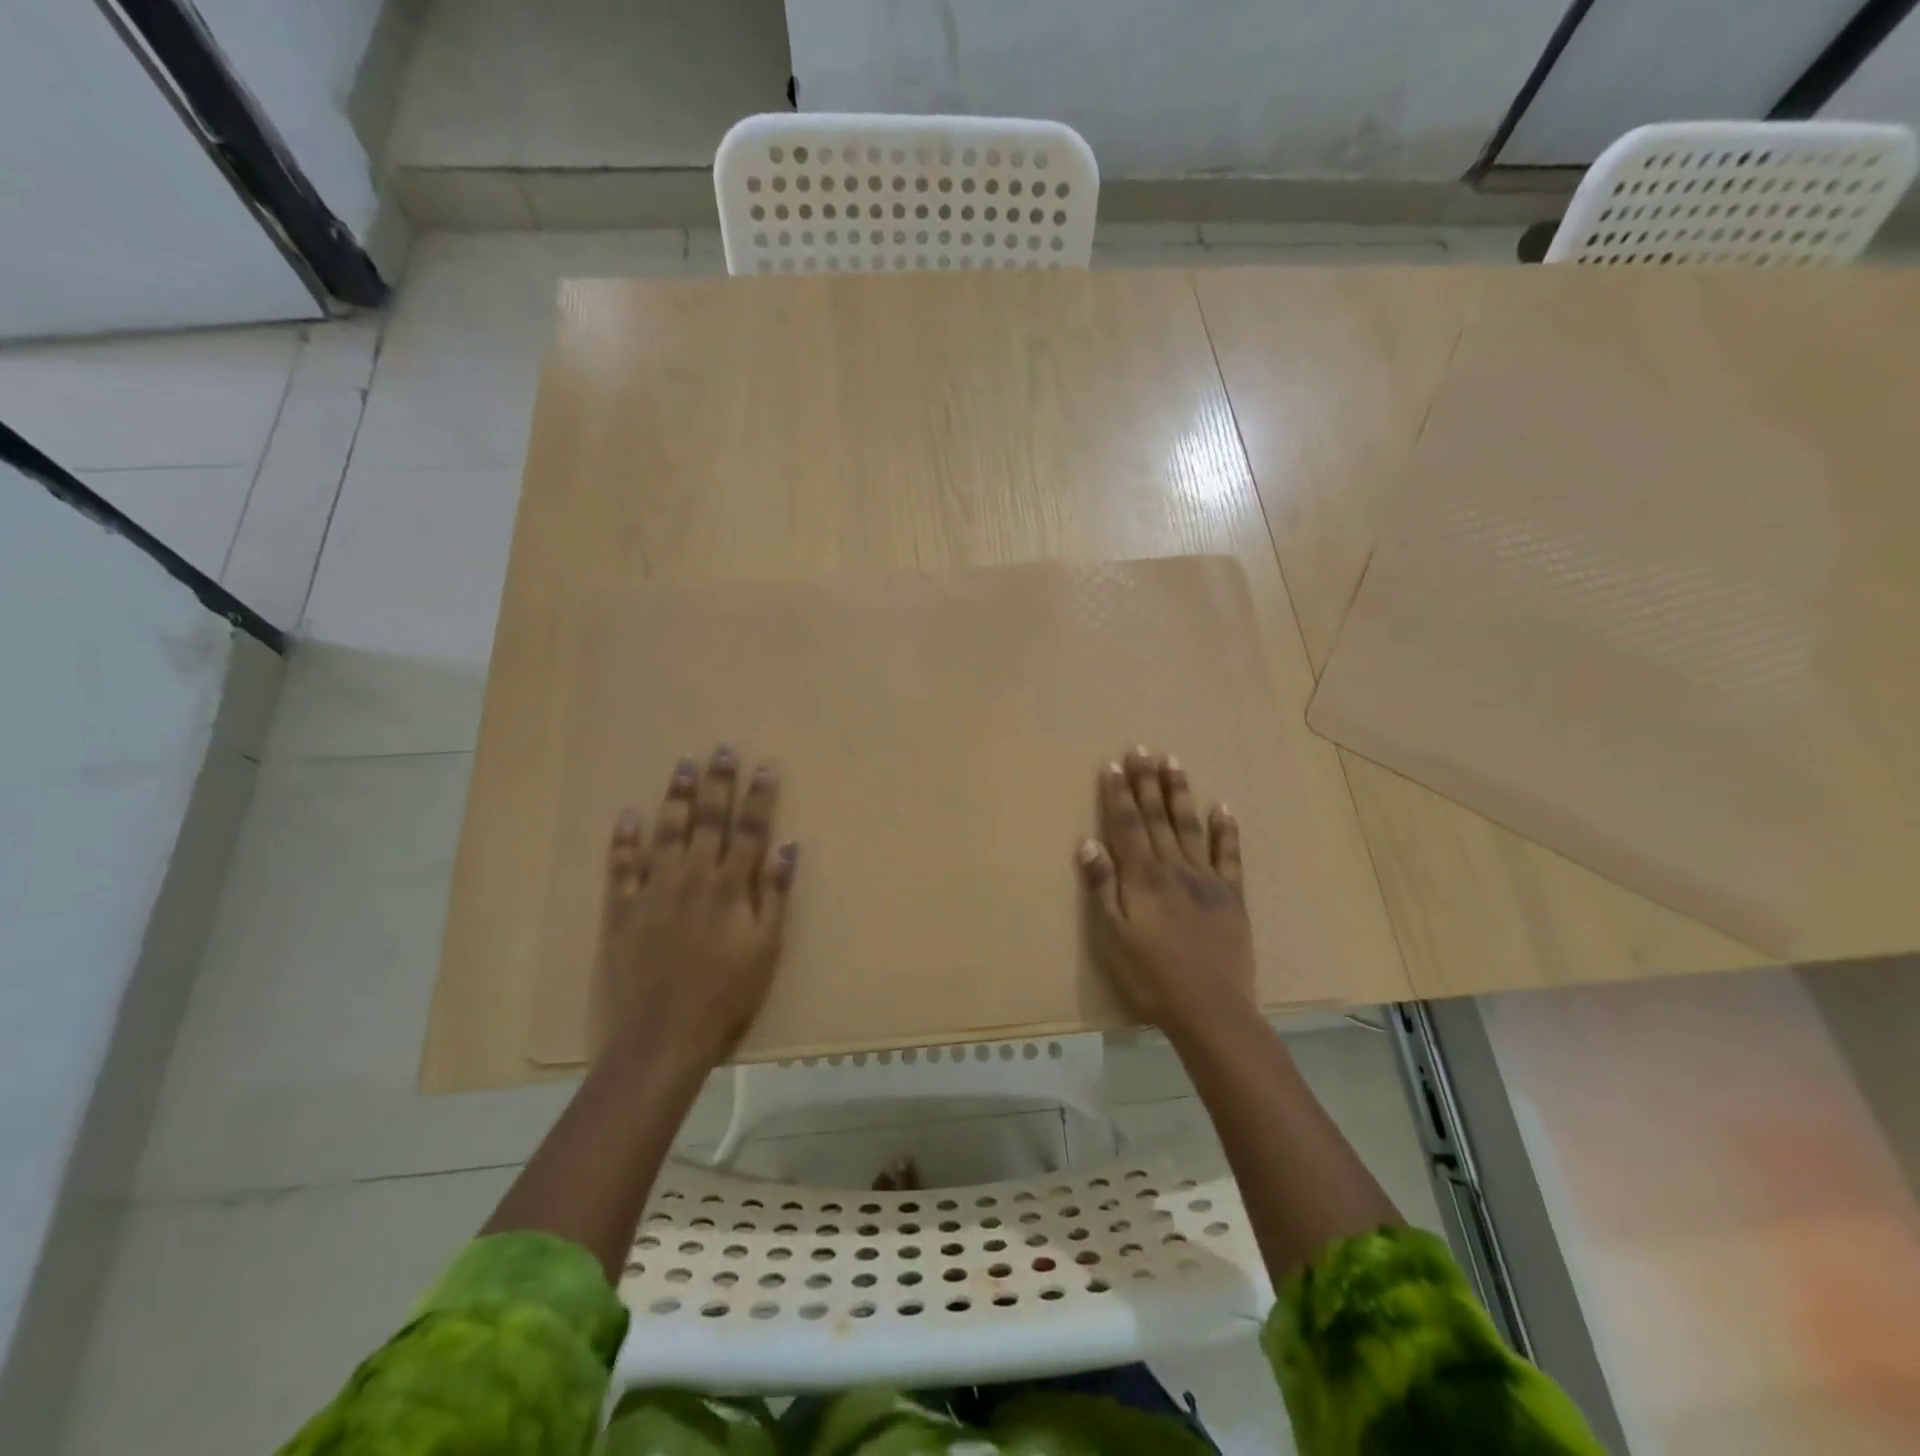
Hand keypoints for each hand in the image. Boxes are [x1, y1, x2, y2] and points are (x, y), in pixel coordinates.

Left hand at [598, 744, 796, 1068]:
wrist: (663, 1038)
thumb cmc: (726, 996)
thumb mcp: (766, 949)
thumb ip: (775, 895)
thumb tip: (786, 845)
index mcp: (730, 888)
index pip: (749, 830)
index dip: (759, 796)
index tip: (765, 765)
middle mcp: (693, 878)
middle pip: (709, 821)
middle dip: (718, 782)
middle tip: (721, 747)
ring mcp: (654, 891)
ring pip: (667, 833)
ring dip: (676, 797)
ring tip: (683, 764)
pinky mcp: (622, 911)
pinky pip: (622, 867)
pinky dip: (624, 840)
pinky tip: (628, 815)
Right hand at [1078, 746, 1254, 1040]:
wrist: (1211, 1011)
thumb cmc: (1151, 978)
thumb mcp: (1113, 938)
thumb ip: (1102, 888)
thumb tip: (1089, 843)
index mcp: (1143, 878)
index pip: (1127, 825)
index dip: (1119, 794)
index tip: (1114, 764)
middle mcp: (1174, 868)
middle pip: (1157, 818)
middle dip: (1147, 782)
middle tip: (1142, 749)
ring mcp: (1206, 880)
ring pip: (1190, 827)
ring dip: (1180, 794)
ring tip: (1173, 763)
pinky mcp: (1232, 896)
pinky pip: (1229, 856)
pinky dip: (1226, 831)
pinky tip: (1223, 807)